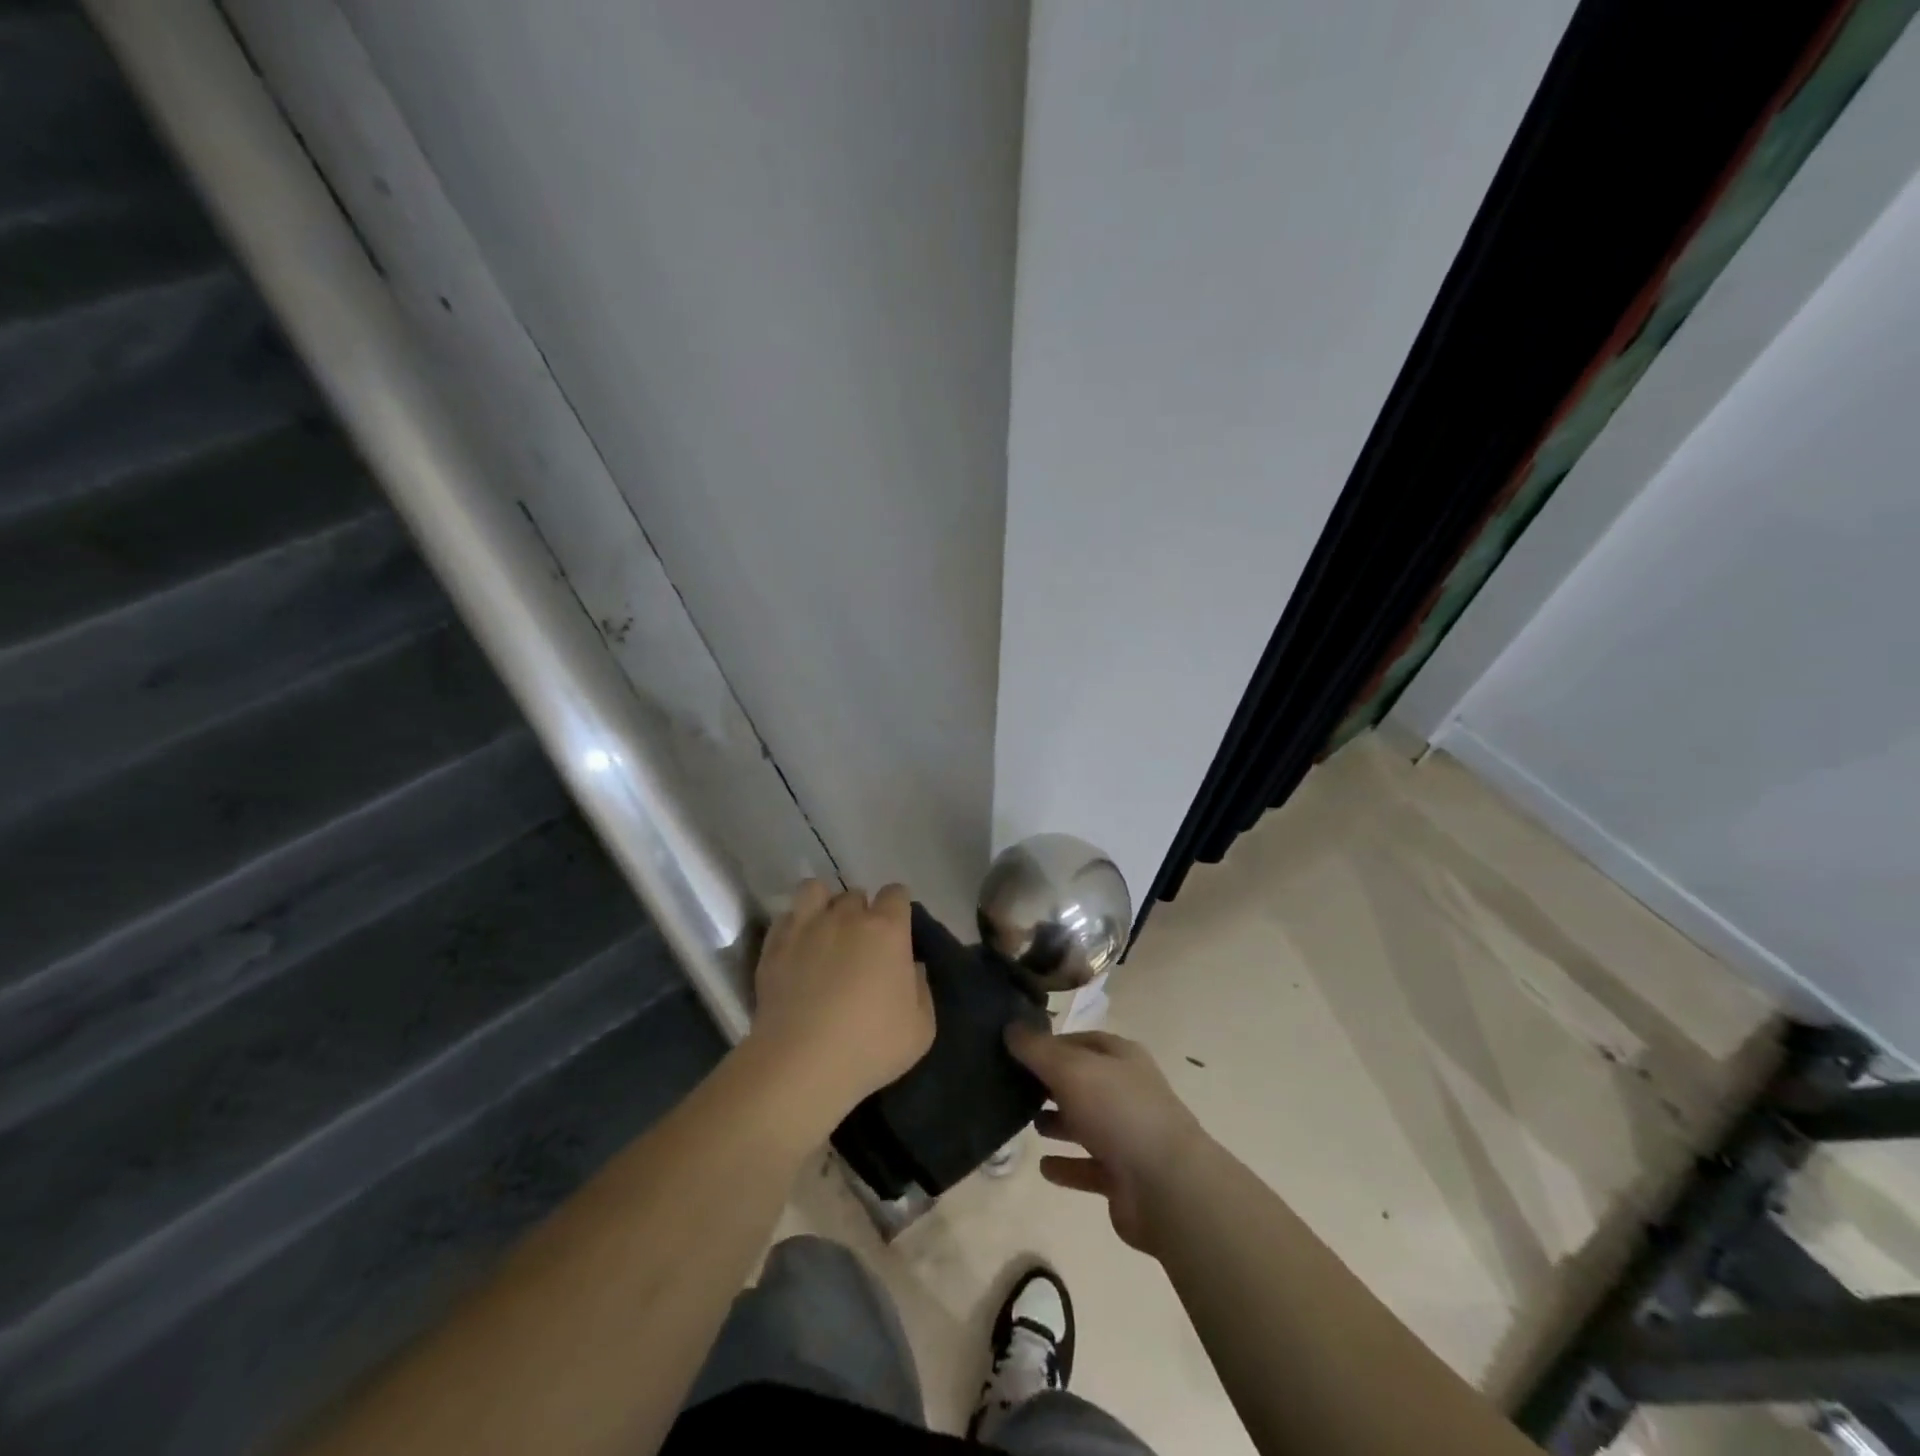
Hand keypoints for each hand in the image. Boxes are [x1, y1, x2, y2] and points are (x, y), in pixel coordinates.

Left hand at [744, 880, 934, 1141]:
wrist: (801, 1063)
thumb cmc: (870, 1046)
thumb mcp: (921, 1028)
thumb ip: (921, 989)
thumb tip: (910, 967)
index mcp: (887, 929)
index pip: (896, 893)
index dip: (897, 909)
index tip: (897, 932)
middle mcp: (847, 917)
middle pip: (855, 895)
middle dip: (860, 912)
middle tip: (859, 944)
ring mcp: (806, 926)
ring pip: (814, 890)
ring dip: (822, 904)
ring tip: (823, 931)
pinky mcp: (774, 945)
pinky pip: (785, 917)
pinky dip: (793, 926)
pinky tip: (796, 949)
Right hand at [1007, 1025, 1208, 1254]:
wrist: (1167, 1187)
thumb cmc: (1119, 1112)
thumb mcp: (1071, 1069)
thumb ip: (1037, 1050)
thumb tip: (1010, 1027)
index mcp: (1122, 1058)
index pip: (1082, 1041)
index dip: (1051, 1043)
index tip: (1016, 1049)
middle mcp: (1127, 1092)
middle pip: (1083, 1081)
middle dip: (1051, 1083)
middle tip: (1013, 1085)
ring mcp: (1128, 1135)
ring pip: (1086, 1123)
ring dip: (1058, 1123)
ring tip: (1025, 1123)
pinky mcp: (1124, 1178)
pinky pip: (1088, 1167)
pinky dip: (1067, 1166)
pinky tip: (1043, 1167)